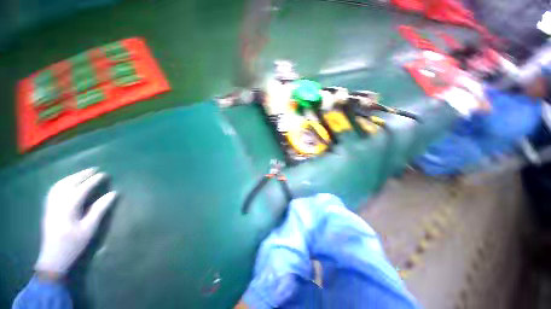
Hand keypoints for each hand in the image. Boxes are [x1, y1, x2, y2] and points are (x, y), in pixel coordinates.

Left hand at [35, 168, 117, 275]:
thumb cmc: (74, 244)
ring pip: (60, 185)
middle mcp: (57, 203)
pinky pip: (54, 190)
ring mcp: (50, 205)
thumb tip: (113, 194)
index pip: (82, 188)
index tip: (104, 174)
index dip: (94, 180)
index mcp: (69, 207)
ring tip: (82, 174)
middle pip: (69, 183)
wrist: (53, 258)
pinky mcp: (48, 209)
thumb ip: (100, 209)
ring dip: (72, 177)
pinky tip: (67, 183)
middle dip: (82, 175)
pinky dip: (62, 183)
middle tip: (94, 169)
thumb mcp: (89, 228)